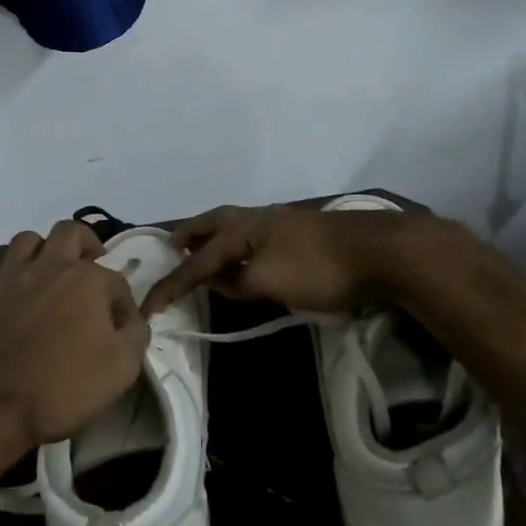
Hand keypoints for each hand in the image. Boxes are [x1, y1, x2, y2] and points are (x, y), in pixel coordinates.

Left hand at [0, 220, 145, 462]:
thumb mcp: (121, 370)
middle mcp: (46, 266)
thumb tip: (132, 319)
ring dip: (35, 254)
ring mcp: (3, 277)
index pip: (115, 279)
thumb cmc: (59, 390)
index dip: (121, 303)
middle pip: (68, 232)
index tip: (119, 328)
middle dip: (83, 245)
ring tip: (40, 277)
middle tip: (85, 270)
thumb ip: (135, 335)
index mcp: (86, 280)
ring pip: (23, 241)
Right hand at [143, 203, 414, 316]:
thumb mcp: (270, 282)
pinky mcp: (299, 230)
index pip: (198, 261)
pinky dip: (236, 241)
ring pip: (234, 225)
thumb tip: (218, 280)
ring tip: (203, 248)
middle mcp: (256, 218)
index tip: (148, 307)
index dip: (172, 284)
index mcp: (243, 229)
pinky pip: (252, 233)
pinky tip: (247, 254)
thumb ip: (238, 282)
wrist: (378, 251)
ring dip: (213, 235)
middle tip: (171, 245)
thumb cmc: (319, 268)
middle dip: (190, 234)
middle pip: (213, 223)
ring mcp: (280, 221)